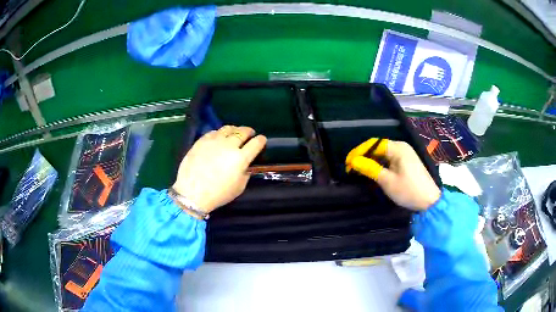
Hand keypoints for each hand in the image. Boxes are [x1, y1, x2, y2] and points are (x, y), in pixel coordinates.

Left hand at [173, 125, 266, 212]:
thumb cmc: (218, 194)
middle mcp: (229, 145)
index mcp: (241, 158)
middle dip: (249, 131)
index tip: (262, 140)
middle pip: (243, 131)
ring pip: (228, 128)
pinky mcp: (202, 141)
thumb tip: (246, 165)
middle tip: (250, 133)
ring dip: (235, 129)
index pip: (256, 143)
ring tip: (235, 132)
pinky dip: (220, 133)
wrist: (192, 193)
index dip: (261, 140)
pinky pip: (214, 132)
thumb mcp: (239, 187)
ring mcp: (214, 141)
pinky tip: (219, 137)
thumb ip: (246, 173)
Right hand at [345, 138, 440, 210]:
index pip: (374, 144)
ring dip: (371, 161)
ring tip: (359, 170)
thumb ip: (370, 169)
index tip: (347, 163)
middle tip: (351, 168)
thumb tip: (353, 161)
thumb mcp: (387, 181)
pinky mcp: (407, 162)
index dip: (359, 151)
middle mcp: (401, 147)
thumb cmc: (409, 190)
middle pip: (378, 147)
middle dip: (364, 156)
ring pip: (383, 154)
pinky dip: (380, 164)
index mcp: (398, 148)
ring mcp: (405, 154)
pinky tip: (373, 172)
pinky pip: (389, 159)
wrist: (430, 201)